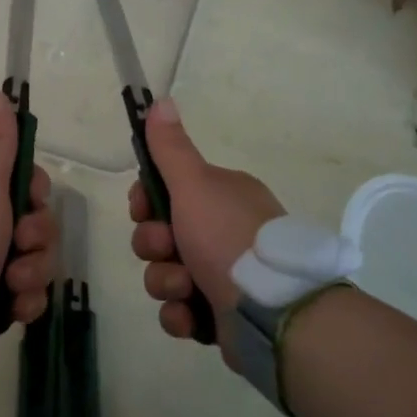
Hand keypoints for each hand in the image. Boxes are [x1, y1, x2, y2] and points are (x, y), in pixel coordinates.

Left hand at [0, 88, 56, 328]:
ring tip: (14, 284)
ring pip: (35, 259)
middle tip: (21, 248)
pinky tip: (15, 308)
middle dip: (37, 240)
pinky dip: (25, 300)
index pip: (23, 183)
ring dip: (34, 273)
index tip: (31, 203)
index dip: (36, 195)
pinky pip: (26, 292)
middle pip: (35, 223)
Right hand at [129, 99, 284, 344]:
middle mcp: (223, 230)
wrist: (274, 311)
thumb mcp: (195, 184)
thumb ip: (171, 148)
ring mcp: (223, 275)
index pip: (165, 190)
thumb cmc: (228, 237)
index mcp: (221, 196)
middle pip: (160, 234)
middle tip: (168, 249)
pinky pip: (181, 311)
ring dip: (167, 282)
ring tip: (186, 289)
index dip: (145, 201)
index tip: (142, 208)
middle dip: (154, 246)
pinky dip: (182, 315)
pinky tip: (192, 317)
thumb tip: (160, 100)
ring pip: (166, 274)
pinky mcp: (222, 316)